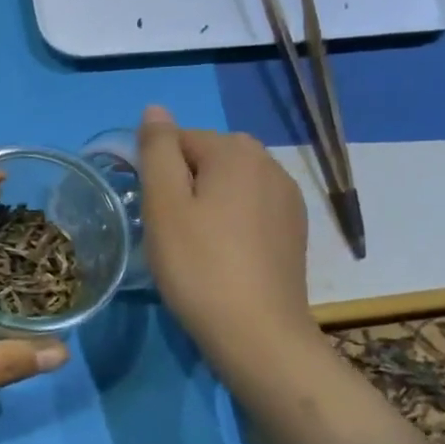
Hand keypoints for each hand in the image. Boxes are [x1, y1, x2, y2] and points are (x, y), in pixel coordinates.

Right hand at [137, 105, 316, 366]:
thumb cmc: (199, 265)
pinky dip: (231, 221)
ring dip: (206, 203)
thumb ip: (157, 150)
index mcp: (235, 151)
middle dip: (183, 184)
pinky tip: (222, 255)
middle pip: (207, 158)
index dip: (155, 173)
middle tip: (167, 229)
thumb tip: (155, 109)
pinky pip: (251, 208)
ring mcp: (288, 197)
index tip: (149, 212)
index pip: (178, 140)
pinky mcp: (294, 229)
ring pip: (230, 184)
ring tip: (192, 244)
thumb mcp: (163, 204)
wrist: (258, 334)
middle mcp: (269, 163)